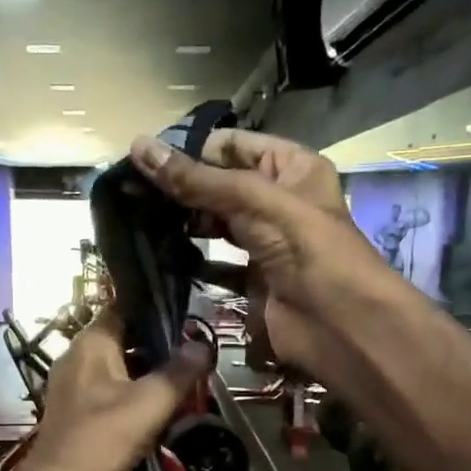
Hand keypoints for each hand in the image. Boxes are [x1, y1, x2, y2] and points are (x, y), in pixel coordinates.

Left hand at [22, 308, 212, 470]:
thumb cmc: (101, 442)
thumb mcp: (149, 404)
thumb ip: (179, 372)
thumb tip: (204, 344)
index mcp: (90, 343)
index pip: (124, 307)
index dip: (157, 308)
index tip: (191, 316)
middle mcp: (79, 359)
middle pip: (125, 339)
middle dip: (161, 347)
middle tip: (198, 356)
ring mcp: (76, 389)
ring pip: (121, 370)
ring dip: (151, 376)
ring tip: (187, 384)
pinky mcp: (79, 417)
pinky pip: (113, 396)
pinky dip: (137, 399)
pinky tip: (161, 414)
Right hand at [130, 129, 394, 374]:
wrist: (340, 324)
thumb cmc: (306, 248)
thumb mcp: (253, 201)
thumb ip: (196, 180)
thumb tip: (138, 146)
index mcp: (290, 168)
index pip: (232, 146)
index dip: (191, 151)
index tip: (144, 162)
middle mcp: (278, 201)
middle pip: (220, 186)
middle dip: (180, 190)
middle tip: (131, 195)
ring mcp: (265, 244)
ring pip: (215, 226)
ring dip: (182, 226)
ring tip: (137, 223)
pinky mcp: (253, 281)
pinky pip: (216, 267)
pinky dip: (191, 264)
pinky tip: (159, 259)